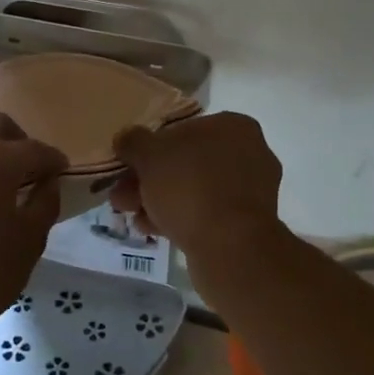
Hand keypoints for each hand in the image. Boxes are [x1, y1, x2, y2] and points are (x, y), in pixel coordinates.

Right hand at [109, 111, 283, 256]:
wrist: (231, 248)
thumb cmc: (191, 187)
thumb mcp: (149, 156)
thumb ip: (134, 142)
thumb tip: (125, 138)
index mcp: (232, 126)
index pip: (182, 129)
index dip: (149, 148)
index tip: (127, 167)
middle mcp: (248, 153)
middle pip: (185, 162)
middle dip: (149, 180)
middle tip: (122, 197)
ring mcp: (251, 190)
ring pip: (194, 189)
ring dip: (159, 200)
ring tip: (130, 216)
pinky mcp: (246, 223)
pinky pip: (206, 213)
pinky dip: (180, 218)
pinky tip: (152, 230)